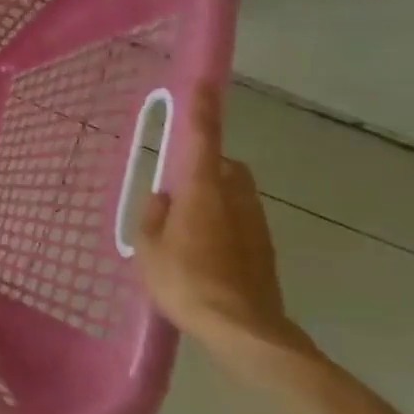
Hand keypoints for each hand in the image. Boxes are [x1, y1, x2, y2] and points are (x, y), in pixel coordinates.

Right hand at [136, 86, 304, 359]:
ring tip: (187, 230)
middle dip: (207, 166)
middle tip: (178, 189)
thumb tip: (164, 199)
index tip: (204, 83)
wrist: (243, 330)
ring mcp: (255, 224)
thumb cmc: (186, 281)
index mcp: (202, 191)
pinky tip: (205, 255)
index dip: (202, 108)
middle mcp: (235, 198)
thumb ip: (153, 216)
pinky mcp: (265, 249)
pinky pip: (240, 221)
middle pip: (224, 166)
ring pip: (235, 195)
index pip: (202, 138)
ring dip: (215, 198)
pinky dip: (223, 225)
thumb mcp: (149, 248)